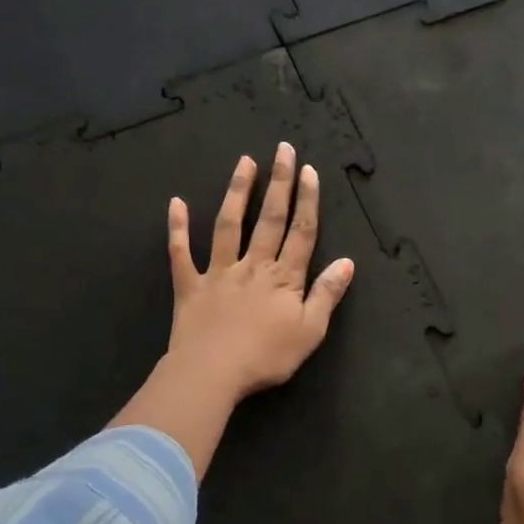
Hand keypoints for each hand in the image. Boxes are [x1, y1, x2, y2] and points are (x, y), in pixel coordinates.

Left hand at [165, 143, 355, 403]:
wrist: (212, 373)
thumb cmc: (266, 357)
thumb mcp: (310, 331)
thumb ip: (327, 294)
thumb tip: (347, 262)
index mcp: (284, 278)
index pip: (301, 233)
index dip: (307, 201)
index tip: (310, 171)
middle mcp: (253, 266)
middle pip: (269, 219)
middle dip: (279, 183)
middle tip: (283, 150)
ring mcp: (219, 273)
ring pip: (229, 226)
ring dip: (237, 193)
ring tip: (245, 162)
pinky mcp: (190, 286)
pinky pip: (181, 253)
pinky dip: (178, 228)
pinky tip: (176, 203)